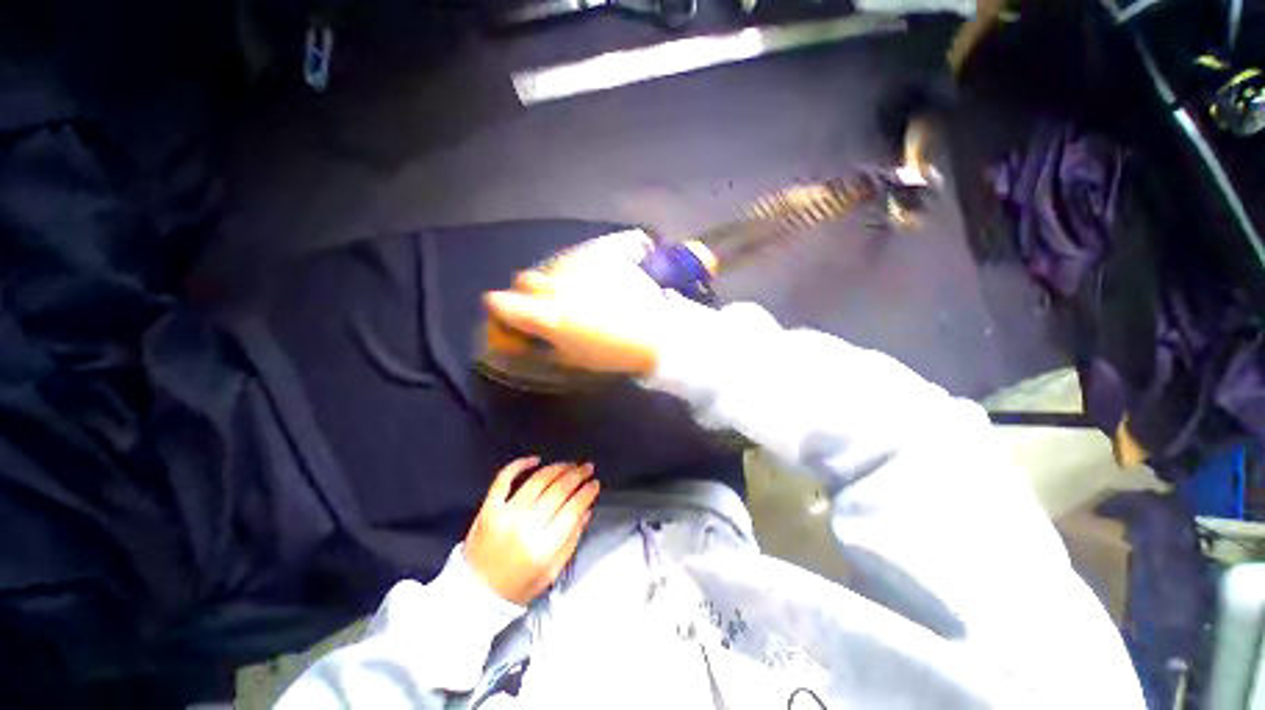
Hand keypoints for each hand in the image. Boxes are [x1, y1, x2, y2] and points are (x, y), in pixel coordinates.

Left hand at [464, 457, 600, 604]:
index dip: (587, 492)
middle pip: (558, 491)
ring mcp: (505, 515)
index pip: (572, 509)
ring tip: (569, 465)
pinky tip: (535, 459)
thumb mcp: (552, 572)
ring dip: (557, 468)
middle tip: (587, 467)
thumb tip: (587, 509)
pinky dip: (519, 465)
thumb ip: (572, 540)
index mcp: (543, 548)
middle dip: (577, 475)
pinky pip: (504, 479)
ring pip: (538, 480)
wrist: (474, 595)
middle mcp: (525, 527)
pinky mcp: (488, 508)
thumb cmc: (518, 586)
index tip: (595, 483)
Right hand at [483, 230, 668, 375]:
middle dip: (527, 293)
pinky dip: (579, 268)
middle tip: (545, 306)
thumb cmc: (610, 353)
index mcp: (545, 315)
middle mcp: (554, 286)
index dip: (498, 309)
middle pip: (524, 279)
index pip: (499, 302)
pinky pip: (578, 256)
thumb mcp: (571, 358)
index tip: (508, 316)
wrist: (653, 333)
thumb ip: (546, 345)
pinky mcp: (599, 257)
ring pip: (551, 267)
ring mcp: (577, 268)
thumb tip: (534, 338)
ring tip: (574, 294)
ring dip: (554, 280)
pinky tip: (591, 279)